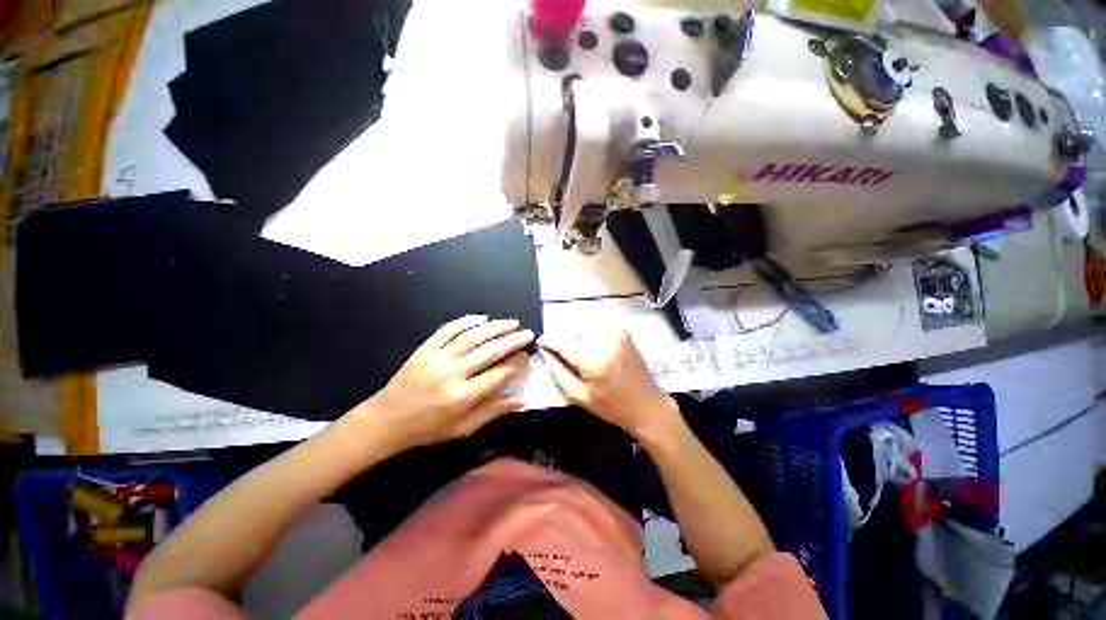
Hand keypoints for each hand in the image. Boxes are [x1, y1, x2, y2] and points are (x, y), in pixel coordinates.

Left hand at [353, 315, 533, 449]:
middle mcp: (452, 374)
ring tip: (512, 323)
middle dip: (512, 340)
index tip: (526, 356)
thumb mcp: (462, 428)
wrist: (386, 420)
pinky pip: (448, 329)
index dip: (516, 363)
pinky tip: (482, 318)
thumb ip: (492, 411)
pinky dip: (467, 321)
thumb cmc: (428, 429)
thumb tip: (520, 400)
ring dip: (495, 327)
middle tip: (527, 334)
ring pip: (472, 336)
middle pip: (489, 351)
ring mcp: (437, 358)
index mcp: (462, 397)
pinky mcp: (425, 349)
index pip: (498, 374)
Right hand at [537, 330, 680, 440]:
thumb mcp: (579, 396)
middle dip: (563, 339)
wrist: (648, 404)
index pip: (560, 339)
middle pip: (571, 329)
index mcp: (592, 359)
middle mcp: (604, 339)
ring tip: (581, 355)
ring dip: (577, 336)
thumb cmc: (612, 406)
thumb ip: (557, 371)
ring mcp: (615, 331)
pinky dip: (590, 335)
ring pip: (583, 325)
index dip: (548, 340)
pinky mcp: (622, 330)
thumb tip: (543, 349)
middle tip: (565, 355)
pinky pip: (596, 326)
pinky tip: (595, 350)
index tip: (542, 345)